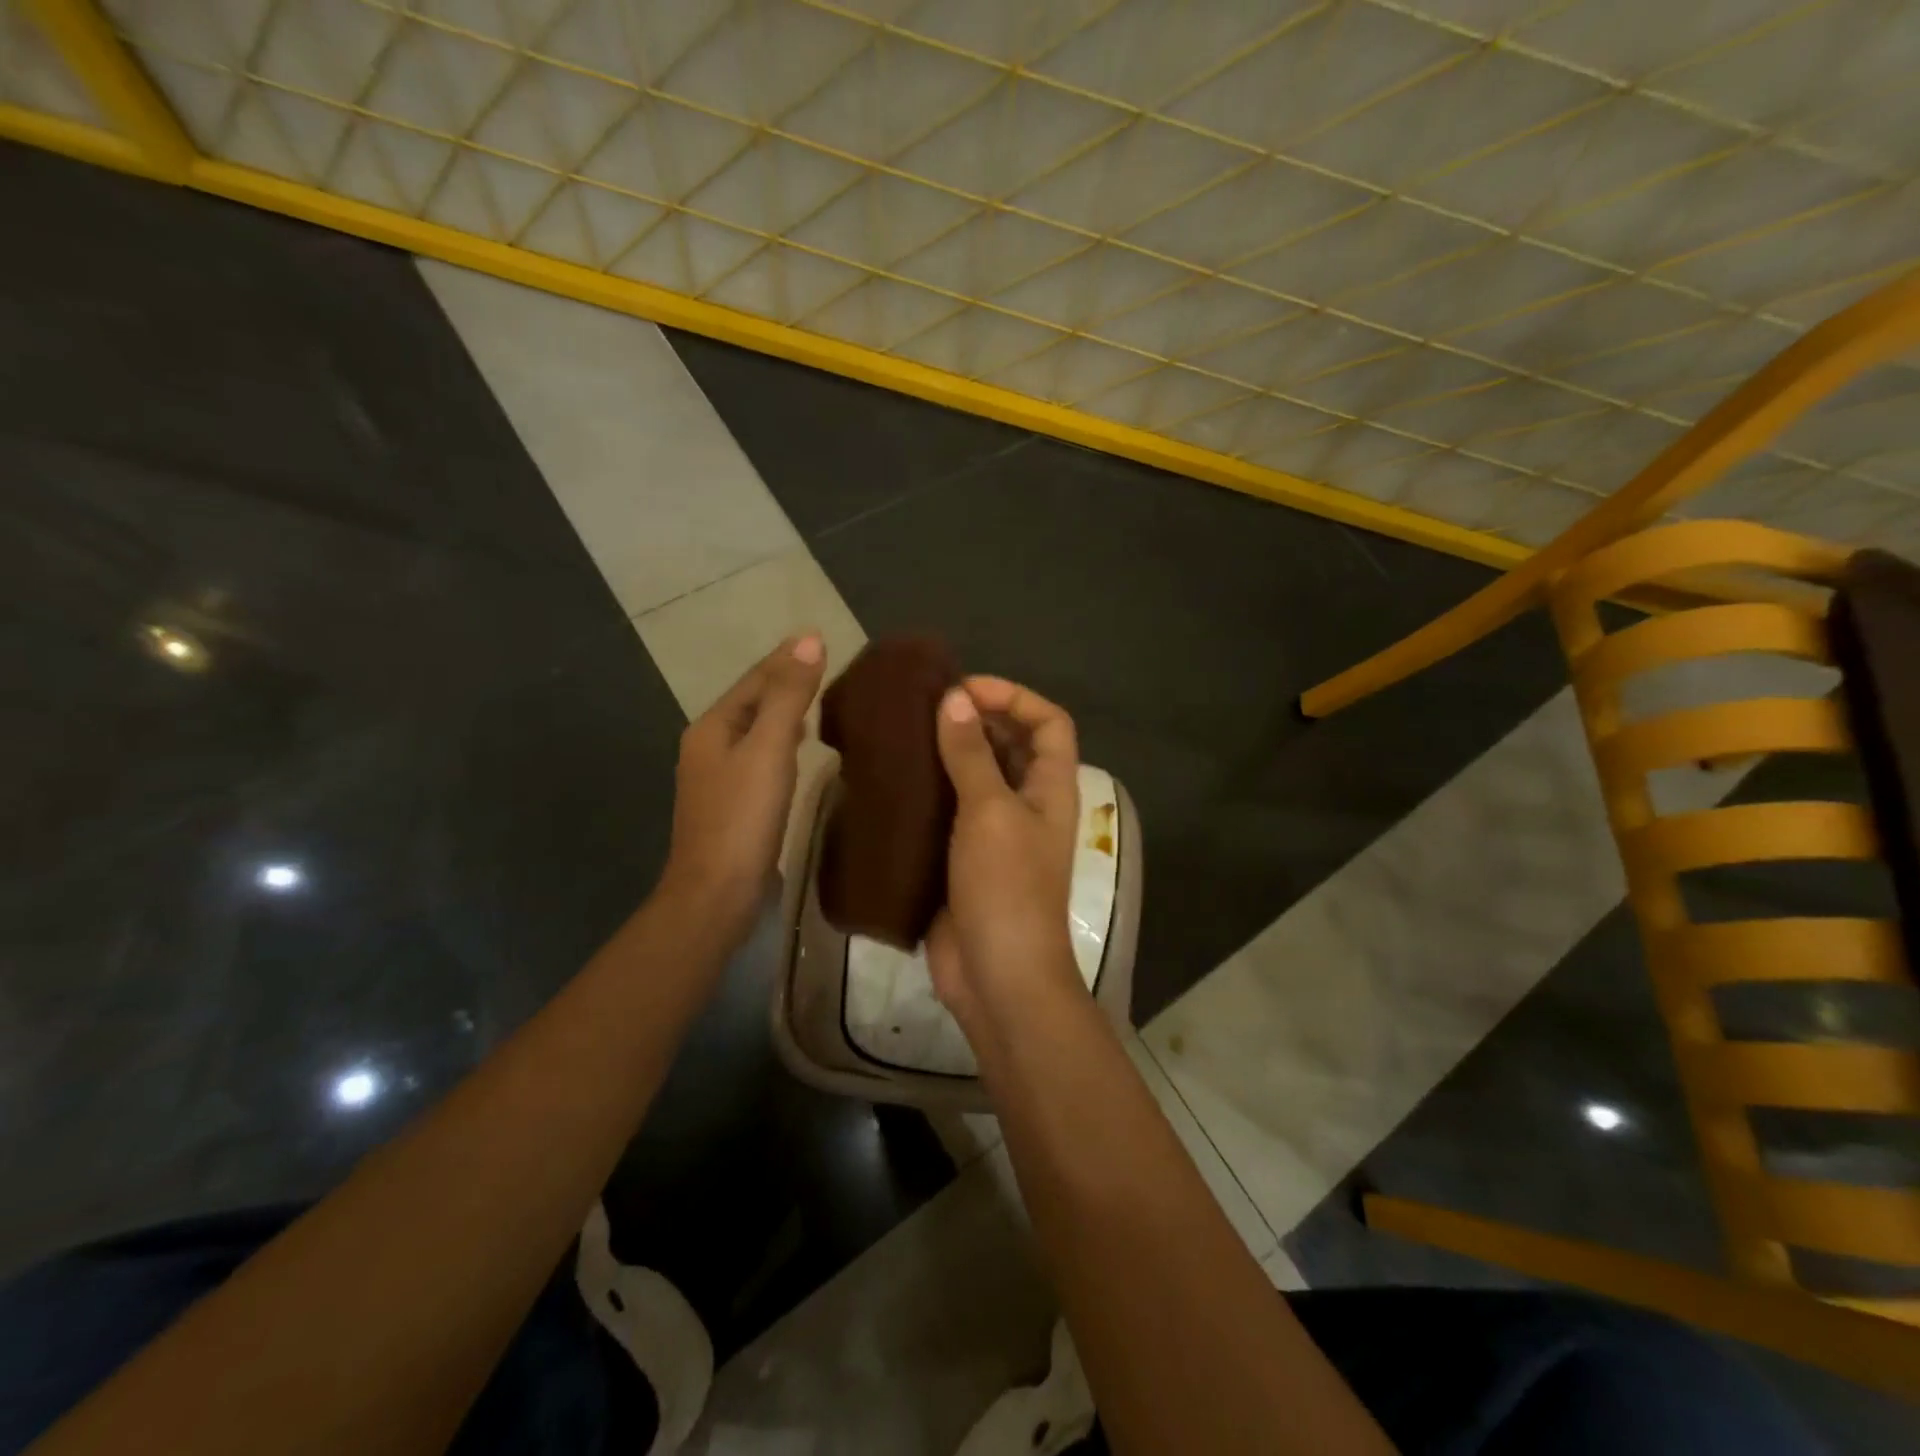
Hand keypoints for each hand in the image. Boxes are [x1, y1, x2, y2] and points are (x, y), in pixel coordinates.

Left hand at [658, 634, 825, 941]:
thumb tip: (809, 639)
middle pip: (752, 702)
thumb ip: (789, 695)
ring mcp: (718, 778)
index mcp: (713, 727)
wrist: (717, 892)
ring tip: (819, 701)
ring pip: (756, 731)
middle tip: (827, 668)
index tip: (820, 639)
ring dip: (784, 712)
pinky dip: (782, 743)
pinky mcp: (733, 805)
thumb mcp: (769, 748)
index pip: (755, 679)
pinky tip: (800, 749)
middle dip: (785, 682)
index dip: (786, 658)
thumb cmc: (743, 816)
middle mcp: (709, 747)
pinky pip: (760, 758)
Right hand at [925, 676, 1082, 1027]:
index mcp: (1050, 787)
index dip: (1014, 696)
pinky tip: (893, 780)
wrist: (997, 976)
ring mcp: (996, 833)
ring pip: (978, 776)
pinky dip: (930, 791)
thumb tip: (954, 697)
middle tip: (924, 707)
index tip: (965, 689)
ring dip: (949, 753)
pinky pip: (950, 811)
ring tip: (903, 734)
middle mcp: (1028, 804)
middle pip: (1012, 744)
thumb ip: (971, 754)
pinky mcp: (964, 857)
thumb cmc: (1006, 888)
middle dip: (976, 719)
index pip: (1049, 722)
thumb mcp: (990, 812)